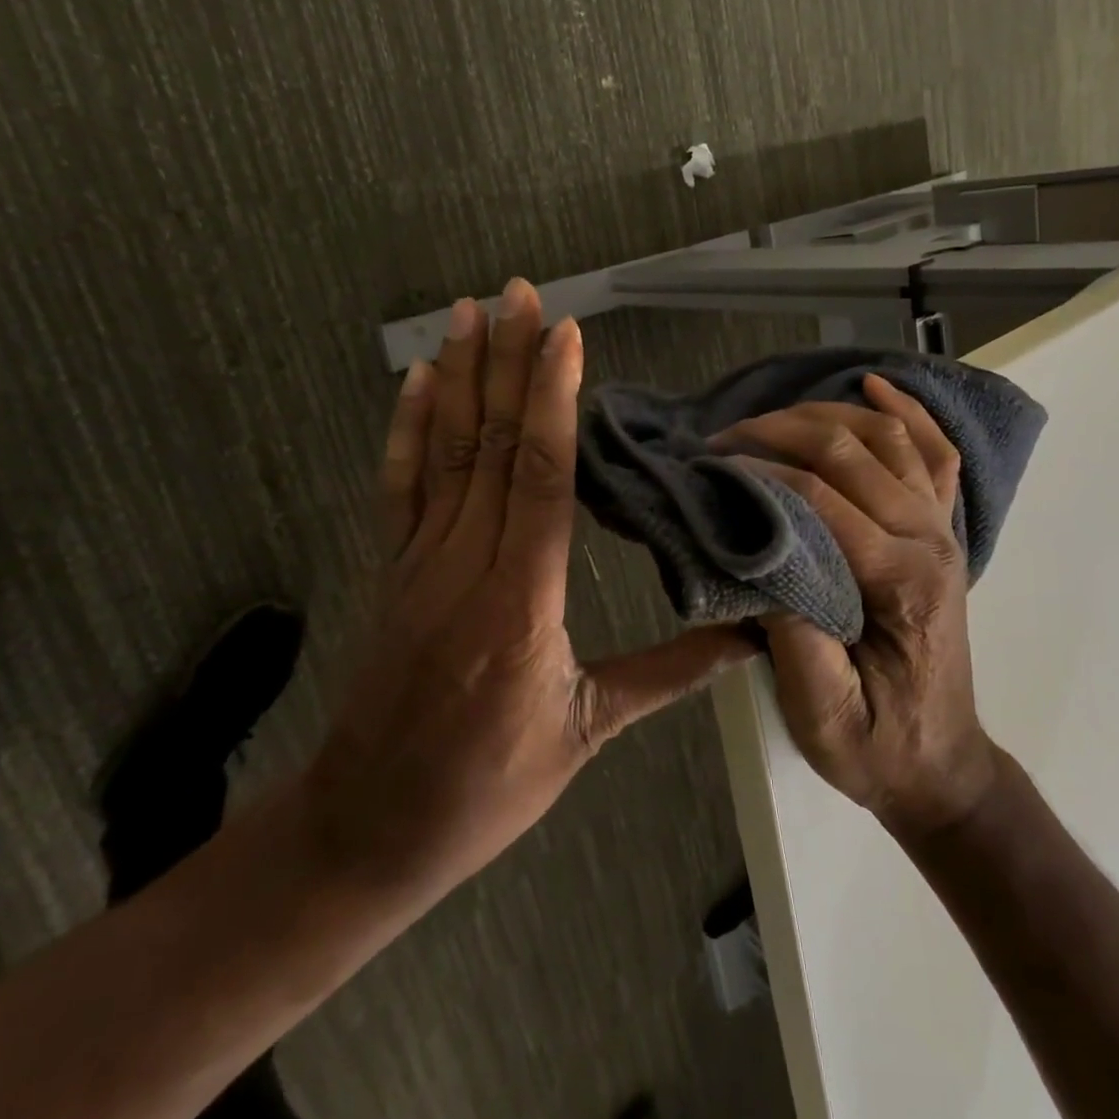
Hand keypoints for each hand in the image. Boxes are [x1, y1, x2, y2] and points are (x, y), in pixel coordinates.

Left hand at [307, 279, 754, 902]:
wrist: (370, 826)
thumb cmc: (486, 787)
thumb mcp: (586, 734)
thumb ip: (667, 675)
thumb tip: (748, 641)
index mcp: (519, 601)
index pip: (540, 477)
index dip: (551, 400)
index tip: (564, 335)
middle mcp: (465, 564)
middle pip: (490, 444)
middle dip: (507, 360)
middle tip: (516, 292)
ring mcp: (420, 561)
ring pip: (445, 452)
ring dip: (459, 375)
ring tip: (469, 311)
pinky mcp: (395, 569)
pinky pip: (400, 486)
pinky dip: (409, 427)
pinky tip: (417, 381)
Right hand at [710, 376, 999, 840]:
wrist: (940, 763)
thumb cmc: (877, 744)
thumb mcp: (824, 716)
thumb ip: (794, 640)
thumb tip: (758, 561)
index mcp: (901, 581)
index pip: (821, 498)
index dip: (760, 472)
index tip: (710, 465)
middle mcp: (930, 538)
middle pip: (852, 450)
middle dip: (779, 430)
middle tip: (722, 438)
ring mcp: (942, 527)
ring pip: (888, 435)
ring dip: (826, 412)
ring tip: (768, 419)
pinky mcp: (942, 527)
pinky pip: (932, 452)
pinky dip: (907, 410)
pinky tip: (875, 383)